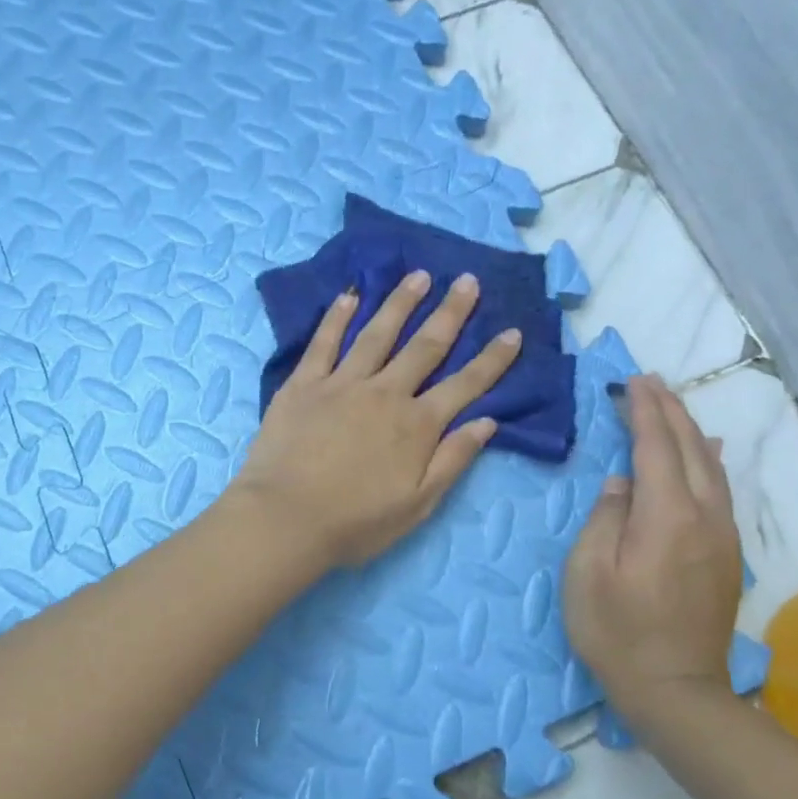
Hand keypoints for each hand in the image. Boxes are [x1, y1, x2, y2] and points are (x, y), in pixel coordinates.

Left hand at [226, 269, 522, 567]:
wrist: (285, 518)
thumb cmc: (354, 522)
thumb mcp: (417, 505)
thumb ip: (453, 460)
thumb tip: (487, 422)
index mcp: (417, 426)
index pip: (465, 385)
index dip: (492, 360)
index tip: (512, 332)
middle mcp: (385, 394)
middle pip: (425, 347)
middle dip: (450, 313)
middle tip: (467, 281)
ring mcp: (341, 384)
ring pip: (377, 334)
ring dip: (400, 303)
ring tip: (419, 276)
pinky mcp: (303, 384)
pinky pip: (324, 342)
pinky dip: (337, 317)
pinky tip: (350, 295)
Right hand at [563, 374, 742, 724]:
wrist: (675, 688)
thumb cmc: (616, 630)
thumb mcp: (588, 572)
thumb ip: (605, 518)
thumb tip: (622, 483)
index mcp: (666, 517)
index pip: (656, 448)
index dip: (644, 412)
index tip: (633, 382)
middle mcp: (704, 517)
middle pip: (690, 449)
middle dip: (669, 411)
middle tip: (649, 382)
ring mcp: (722, 536)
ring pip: (712, 467)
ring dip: (690, 430)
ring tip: (672, 404)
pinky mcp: (727, 554)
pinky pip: (721, 490)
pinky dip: (710, 460)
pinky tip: (708, 450)